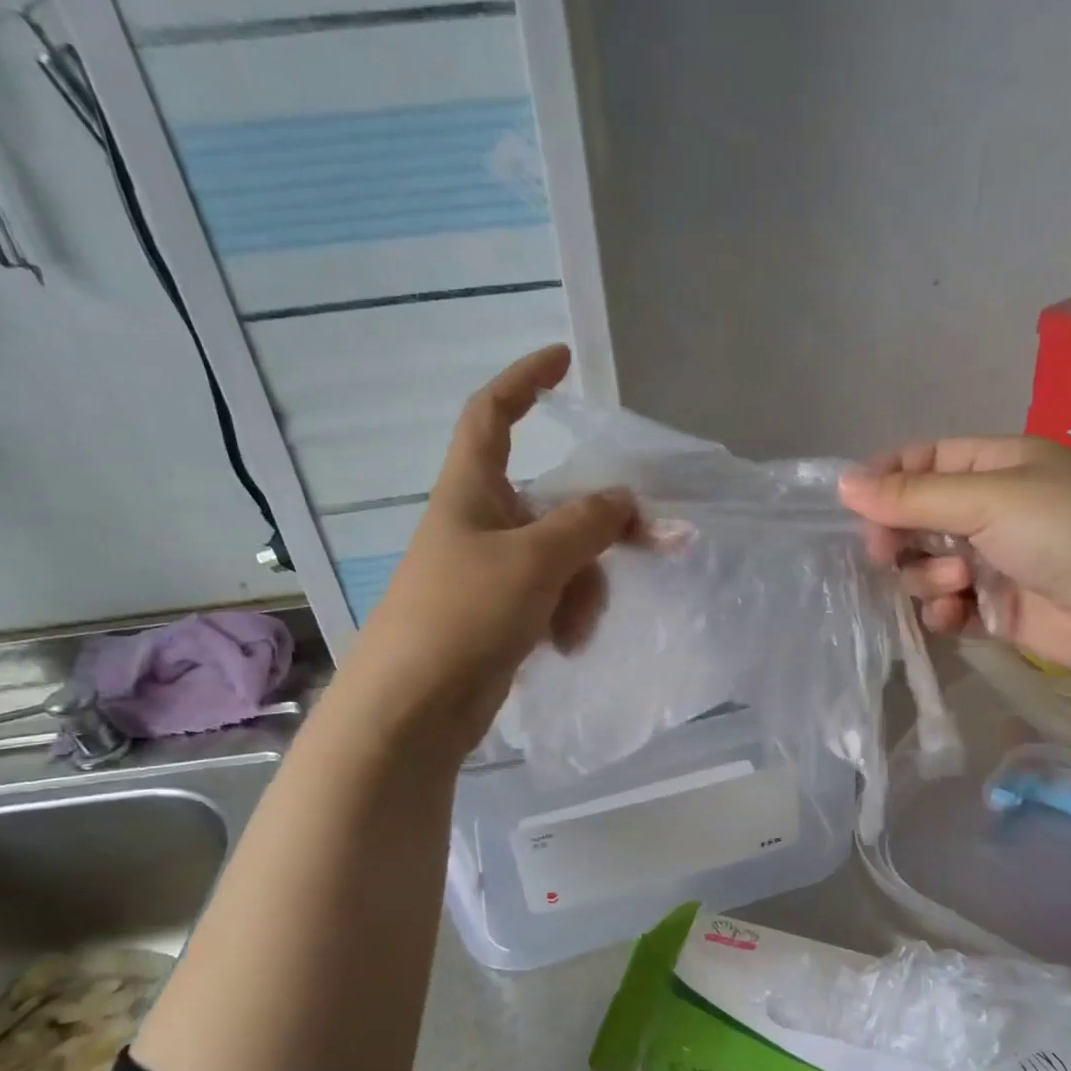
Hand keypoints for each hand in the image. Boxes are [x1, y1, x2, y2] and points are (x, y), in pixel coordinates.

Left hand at [345, 346, 636, 752]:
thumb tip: (626, 501)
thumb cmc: (462, 615)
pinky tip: (567, 644)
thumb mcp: (533, 560)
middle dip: (599, 528)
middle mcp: (481, 524)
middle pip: (556, 503)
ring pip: (563, 558)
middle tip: (656, 542)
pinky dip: (566, 615)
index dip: (524, 380)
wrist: (414, 708)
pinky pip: (552, 598)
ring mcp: (491, 573)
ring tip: (576, 628)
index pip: (492, 414)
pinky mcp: (501, 617)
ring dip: (584, 587)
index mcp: (471, 491)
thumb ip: (587, 523)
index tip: (564, 362)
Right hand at [837, 436, 1070, 684]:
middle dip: (899, 536)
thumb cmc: (1068, 530)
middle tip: (888, 553)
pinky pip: (945, 606)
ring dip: (926, 576)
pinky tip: (955, 614)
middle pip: (915, 517)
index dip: (885, 481)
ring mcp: (992, 562)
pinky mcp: (995, 609)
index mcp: (995, 466)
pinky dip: (942, 611)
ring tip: (956, 583)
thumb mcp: (987, 499)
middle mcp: (990, 510)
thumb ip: (911, 496)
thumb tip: (842, 483)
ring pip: (924, 565)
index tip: (854, 507)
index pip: (922, 462)